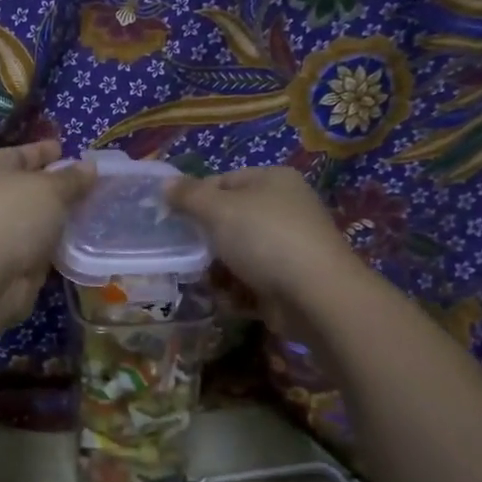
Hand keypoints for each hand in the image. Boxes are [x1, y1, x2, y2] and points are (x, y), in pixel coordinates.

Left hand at [0, 141, 96, 332]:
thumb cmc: (12, 217)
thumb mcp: (49, 189)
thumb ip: (72, 178)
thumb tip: (89, 167)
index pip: (23, 152)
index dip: (46, 150)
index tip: (71, 150)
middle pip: (31, 185)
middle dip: (60, 185)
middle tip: (95, 182)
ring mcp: (1, 230)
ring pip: (38, 217)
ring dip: (62, 215)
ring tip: (97, 208)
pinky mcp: (13, 260)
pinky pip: (42, 243)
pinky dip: (59, 241)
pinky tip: (85, 238)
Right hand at [168, 166, 373, 337]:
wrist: (315, 296)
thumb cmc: (264, 239)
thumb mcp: (218, 210)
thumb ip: (189, 196)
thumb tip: (165, 184)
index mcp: (273, 180)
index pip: (224, 181)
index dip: (196, 198)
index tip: (174, 220)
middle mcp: (285, 208)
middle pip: (230, 220)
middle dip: (207, 241)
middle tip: (187, 255)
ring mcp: (290, 247)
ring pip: (238, 254)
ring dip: (219, 270)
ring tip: (209, 283)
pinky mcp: (290, 281)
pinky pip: (253, 281)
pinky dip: (239, 291)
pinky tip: (231, 300)